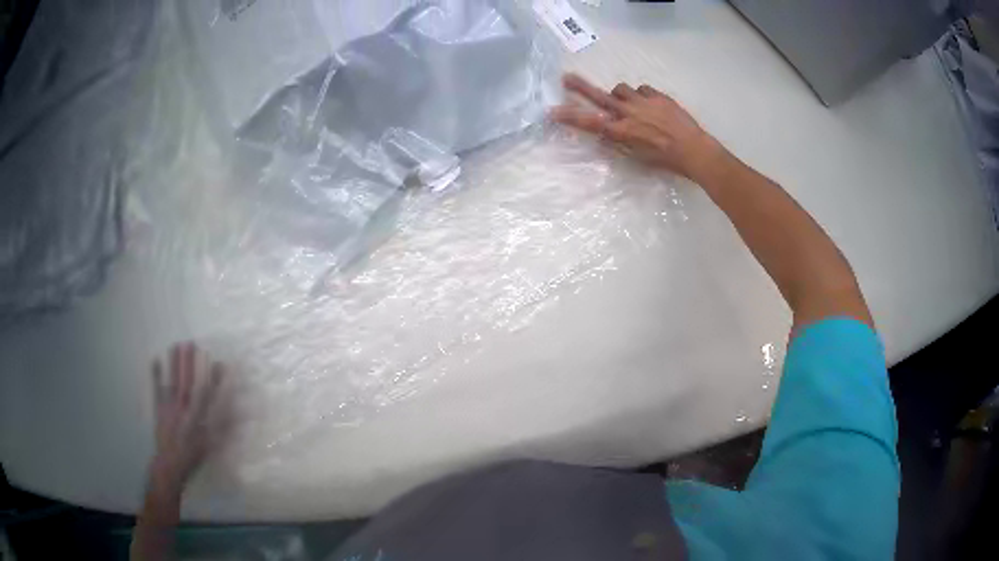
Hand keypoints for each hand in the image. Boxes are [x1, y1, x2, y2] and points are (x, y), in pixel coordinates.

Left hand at [149, 342, 226, 489]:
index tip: (220, 363)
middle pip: (188, 384)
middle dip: (190, 364)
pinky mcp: (159, 409)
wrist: (170, 466)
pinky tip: (155, 359)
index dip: (215, 380)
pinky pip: (157, 390)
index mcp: (199, 422)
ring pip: (173, 383)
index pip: (208, 397)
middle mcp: (184, 412)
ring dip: (175, 364)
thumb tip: (238, 414)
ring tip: (176, 345)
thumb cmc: (193, 457)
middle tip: (192, 343)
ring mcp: (170, 409)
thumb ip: (223, 429)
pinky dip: (155, 375)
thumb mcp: (212, 446)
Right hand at [551, 73, 725, 180]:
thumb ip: (620, 142)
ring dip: (620, 95)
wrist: (694, 149)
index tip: (552, 111)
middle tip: (567, 78)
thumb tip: (606, 134)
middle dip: (580, 87)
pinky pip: (642, 89)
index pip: (589, 122)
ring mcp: (643, 101)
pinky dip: (641, 95)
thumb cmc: (666, 160)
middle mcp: (628, 113)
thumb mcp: (638, 157)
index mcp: (622, 131)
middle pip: (599, 96)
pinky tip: (648, 104)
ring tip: (627, 103)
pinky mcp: (657, 95)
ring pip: (621, 89)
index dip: (569, 117)